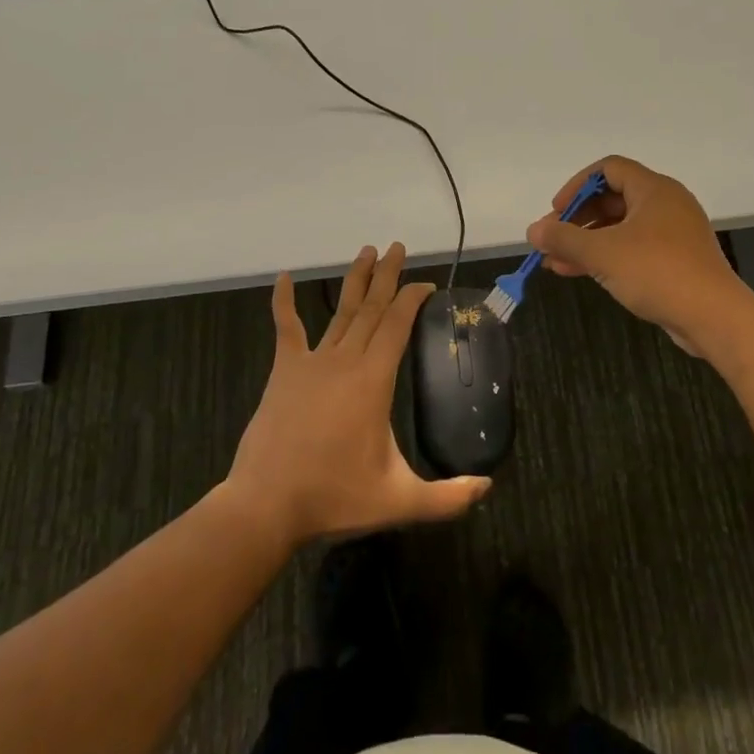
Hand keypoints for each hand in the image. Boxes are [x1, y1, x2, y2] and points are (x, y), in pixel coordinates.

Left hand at [226, 243, 490, 549]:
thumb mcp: (400, 500)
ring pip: (340, 312)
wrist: (267, 505)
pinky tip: (284, 277)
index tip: (425, 285)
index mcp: (373, 380)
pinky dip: (284, 302)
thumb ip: (447, 497)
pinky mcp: (284, 372)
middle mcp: (345, 360)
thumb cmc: (334, 497)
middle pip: (372, 308)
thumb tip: (487, 487)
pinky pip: (286, 329)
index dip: (412, 299)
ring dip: (355, 281)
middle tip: (398, 247)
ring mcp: (312, 363)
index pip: (398, 325)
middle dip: (387, 276)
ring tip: (367, 252)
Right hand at [526, 156, 750, 355]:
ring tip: (556, 262)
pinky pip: (634, 249)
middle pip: (613, 198)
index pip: (608, 169)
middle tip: (553, 239)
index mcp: (654, 189)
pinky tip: (582, 274)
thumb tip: (533, 230)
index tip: (556, 212)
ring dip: (588, 242)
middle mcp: (666, 204)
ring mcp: (674, 234)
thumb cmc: (657, 272)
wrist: (714, 317)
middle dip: (578, 219)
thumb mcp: (602, 253)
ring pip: (621, 227)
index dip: (577, 186)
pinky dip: (607, 257)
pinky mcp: (677, 260)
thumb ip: (564, 238)